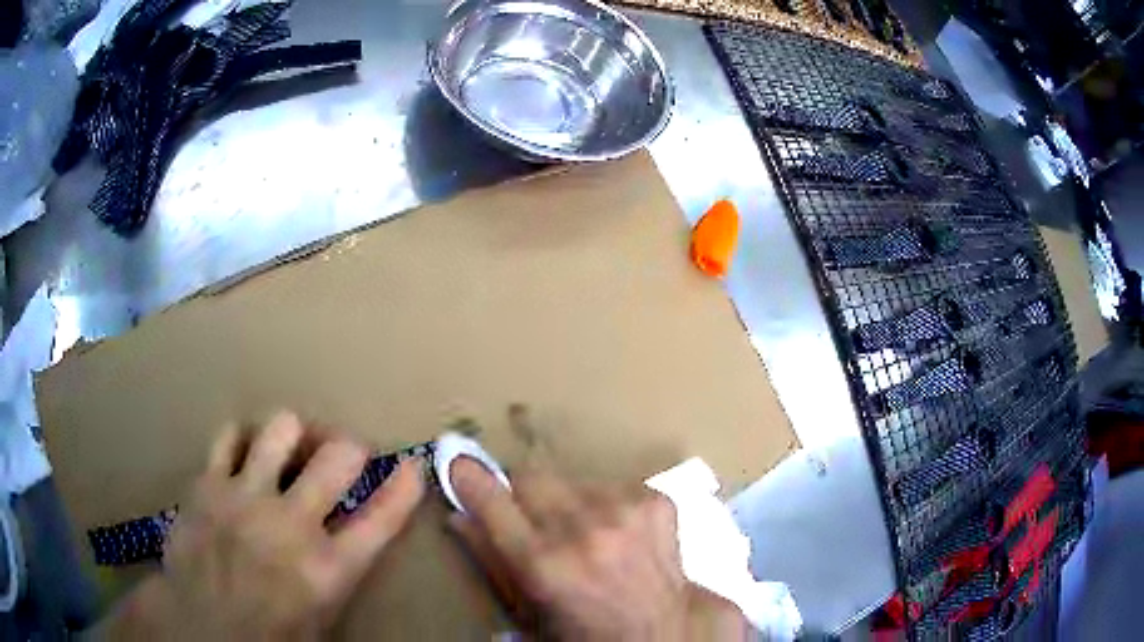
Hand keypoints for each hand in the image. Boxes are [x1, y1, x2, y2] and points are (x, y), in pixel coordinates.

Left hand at [104, 412, 424, 639]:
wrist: (199, 625)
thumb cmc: (268, 634)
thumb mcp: (321, 622)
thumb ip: (339, 578)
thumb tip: (351, 552)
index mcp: (328, 569)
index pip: (383, 519)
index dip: (404, 488)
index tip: (411, 466)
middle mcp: (293, 524)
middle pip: (338, 455)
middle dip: (349, 449)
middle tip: (341, 456)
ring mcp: (246, 497)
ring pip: (282, 428)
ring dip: (293, 437)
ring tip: (288, 451)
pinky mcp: (209, 483)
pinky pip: (230, 436)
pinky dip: (242, 441)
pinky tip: (243, 456)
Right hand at [448, 458, 747, 639]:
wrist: (660, 627)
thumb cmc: (583, 628)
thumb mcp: (526, 608)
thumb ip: (489, 559)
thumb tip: (457, 515)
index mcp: (543, 565)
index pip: (492, 500)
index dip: (470, 478)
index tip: (458, 463)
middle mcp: (583, 531)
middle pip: (531, 476)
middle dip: (523, 494)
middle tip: (533, 520)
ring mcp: (625, 511)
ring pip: (571, 480)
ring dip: (567, 502)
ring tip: (584, 535)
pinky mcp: (655, 500)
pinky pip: (611, 484)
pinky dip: (605, 504)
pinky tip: (617, 533)